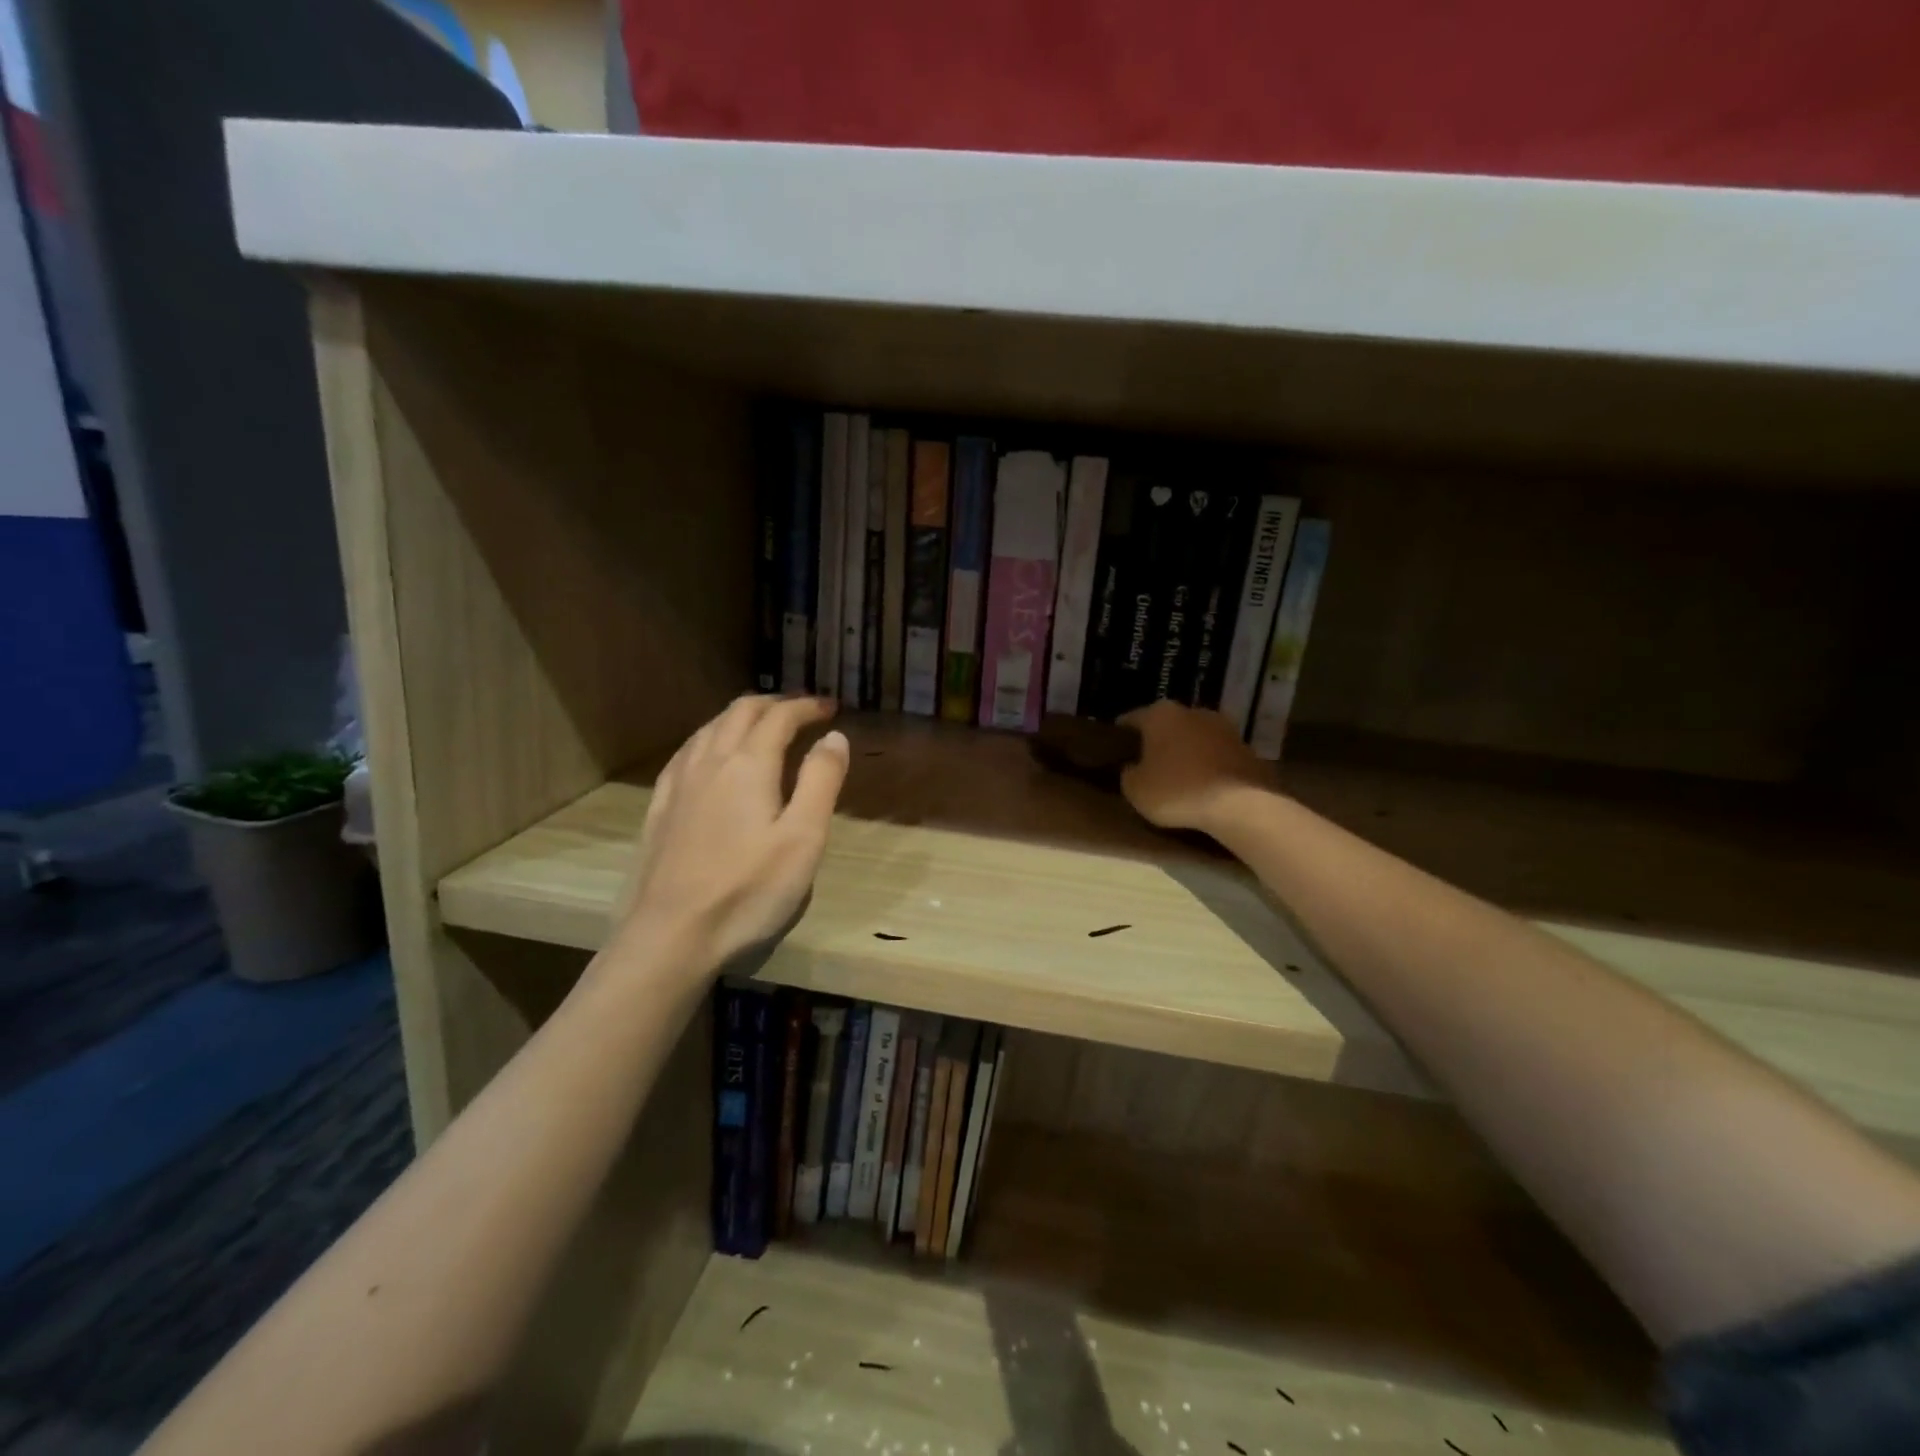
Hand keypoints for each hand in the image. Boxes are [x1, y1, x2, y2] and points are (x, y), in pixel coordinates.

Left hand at [619, 695, 848, 969]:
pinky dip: (710, 739)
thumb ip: (821, 781)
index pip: (780, 717)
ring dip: (741, 717)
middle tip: (802, 711)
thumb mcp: (803, 838)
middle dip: (775, 704)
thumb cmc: (749, 890)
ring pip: (710, 728)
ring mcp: (679, 784)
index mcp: (749, 765)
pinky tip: (710, 755)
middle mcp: (710, 761)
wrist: (671, 934)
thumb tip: (834, 737)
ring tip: (762, 725)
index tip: (831, 708)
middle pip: (741, 712)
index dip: (807, 707)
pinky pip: (686, 753)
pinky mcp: (659, 807)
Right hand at [1117, 701, 1274, 834]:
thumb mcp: (1135, 789)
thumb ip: (1128, 773)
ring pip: (1195, 738)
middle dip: (1157, 741)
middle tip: (1146, 763)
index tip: (1115, 749)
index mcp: (1160, 714)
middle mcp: (1192, 711)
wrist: (1239, 804)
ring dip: (1186, 752)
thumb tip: (1134, 768)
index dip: (1121, 735)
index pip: (1131, 719)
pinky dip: (1208, 765)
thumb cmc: (1177, 791)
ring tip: (1177, 775)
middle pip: (1167, 725)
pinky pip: (1216, 755)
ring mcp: (1224, 727)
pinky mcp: (1246, 748)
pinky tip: (1202, 784)